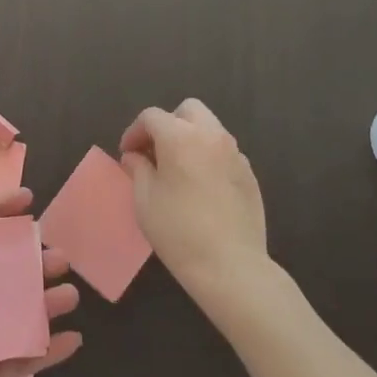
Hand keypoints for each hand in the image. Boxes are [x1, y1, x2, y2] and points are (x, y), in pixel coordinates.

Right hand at [119, 99, 267, 302]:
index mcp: (180, 137)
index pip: (151, 117)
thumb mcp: (145, 200)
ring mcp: (235, 153)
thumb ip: (138, 169)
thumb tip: (135, 156)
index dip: (134, 131)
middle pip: (187, 110)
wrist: (231, 267)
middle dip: (168, 123)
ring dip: (190, 137)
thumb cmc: (179, 232)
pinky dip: (209, 156)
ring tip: (178, 168)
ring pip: (209, 127)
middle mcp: (211, 136)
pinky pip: (224, 151)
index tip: (127, 154)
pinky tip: (202, 186)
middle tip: (156, 151)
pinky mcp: (250, 174)